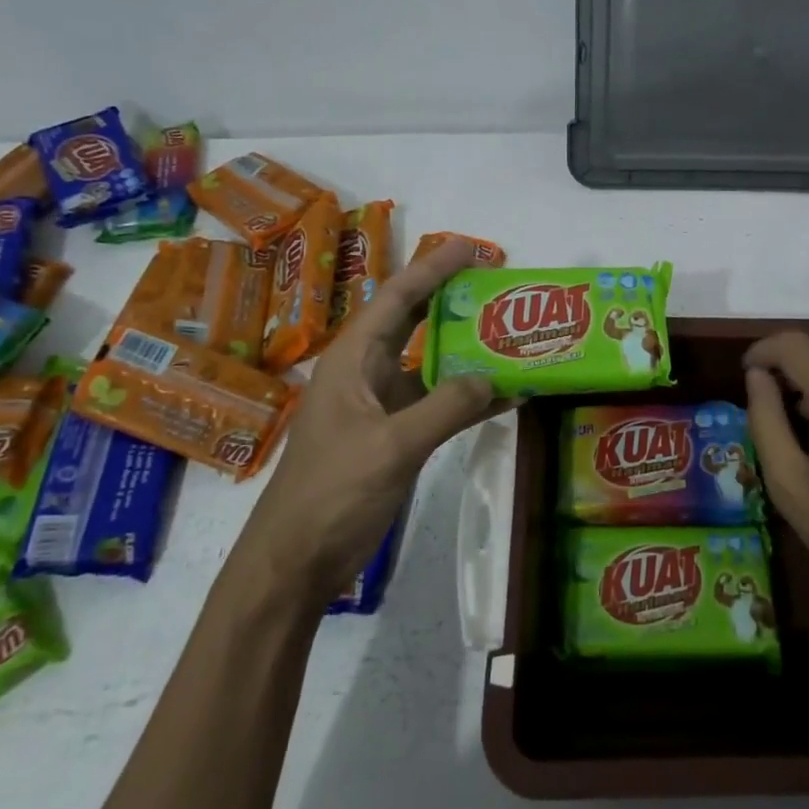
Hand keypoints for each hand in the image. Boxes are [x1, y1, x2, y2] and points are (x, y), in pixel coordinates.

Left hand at [232, 237, 508, 604]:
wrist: (297, 562)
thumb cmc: (332, 494)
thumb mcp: (391, 447)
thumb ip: (444, 408)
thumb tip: (492, 377)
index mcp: (353, 360)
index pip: (396, 299)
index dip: (433, 269)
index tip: (472, 246)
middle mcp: (367, 373)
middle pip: (413, 322)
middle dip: (451, 298)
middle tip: (497, 282)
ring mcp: (382, 406)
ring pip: (430, 363)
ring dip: (467, 349)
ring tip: (511, 331)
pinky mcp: (396, 436)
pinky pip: (438, 404)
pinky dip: (470, 397)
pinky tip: (507, 395)